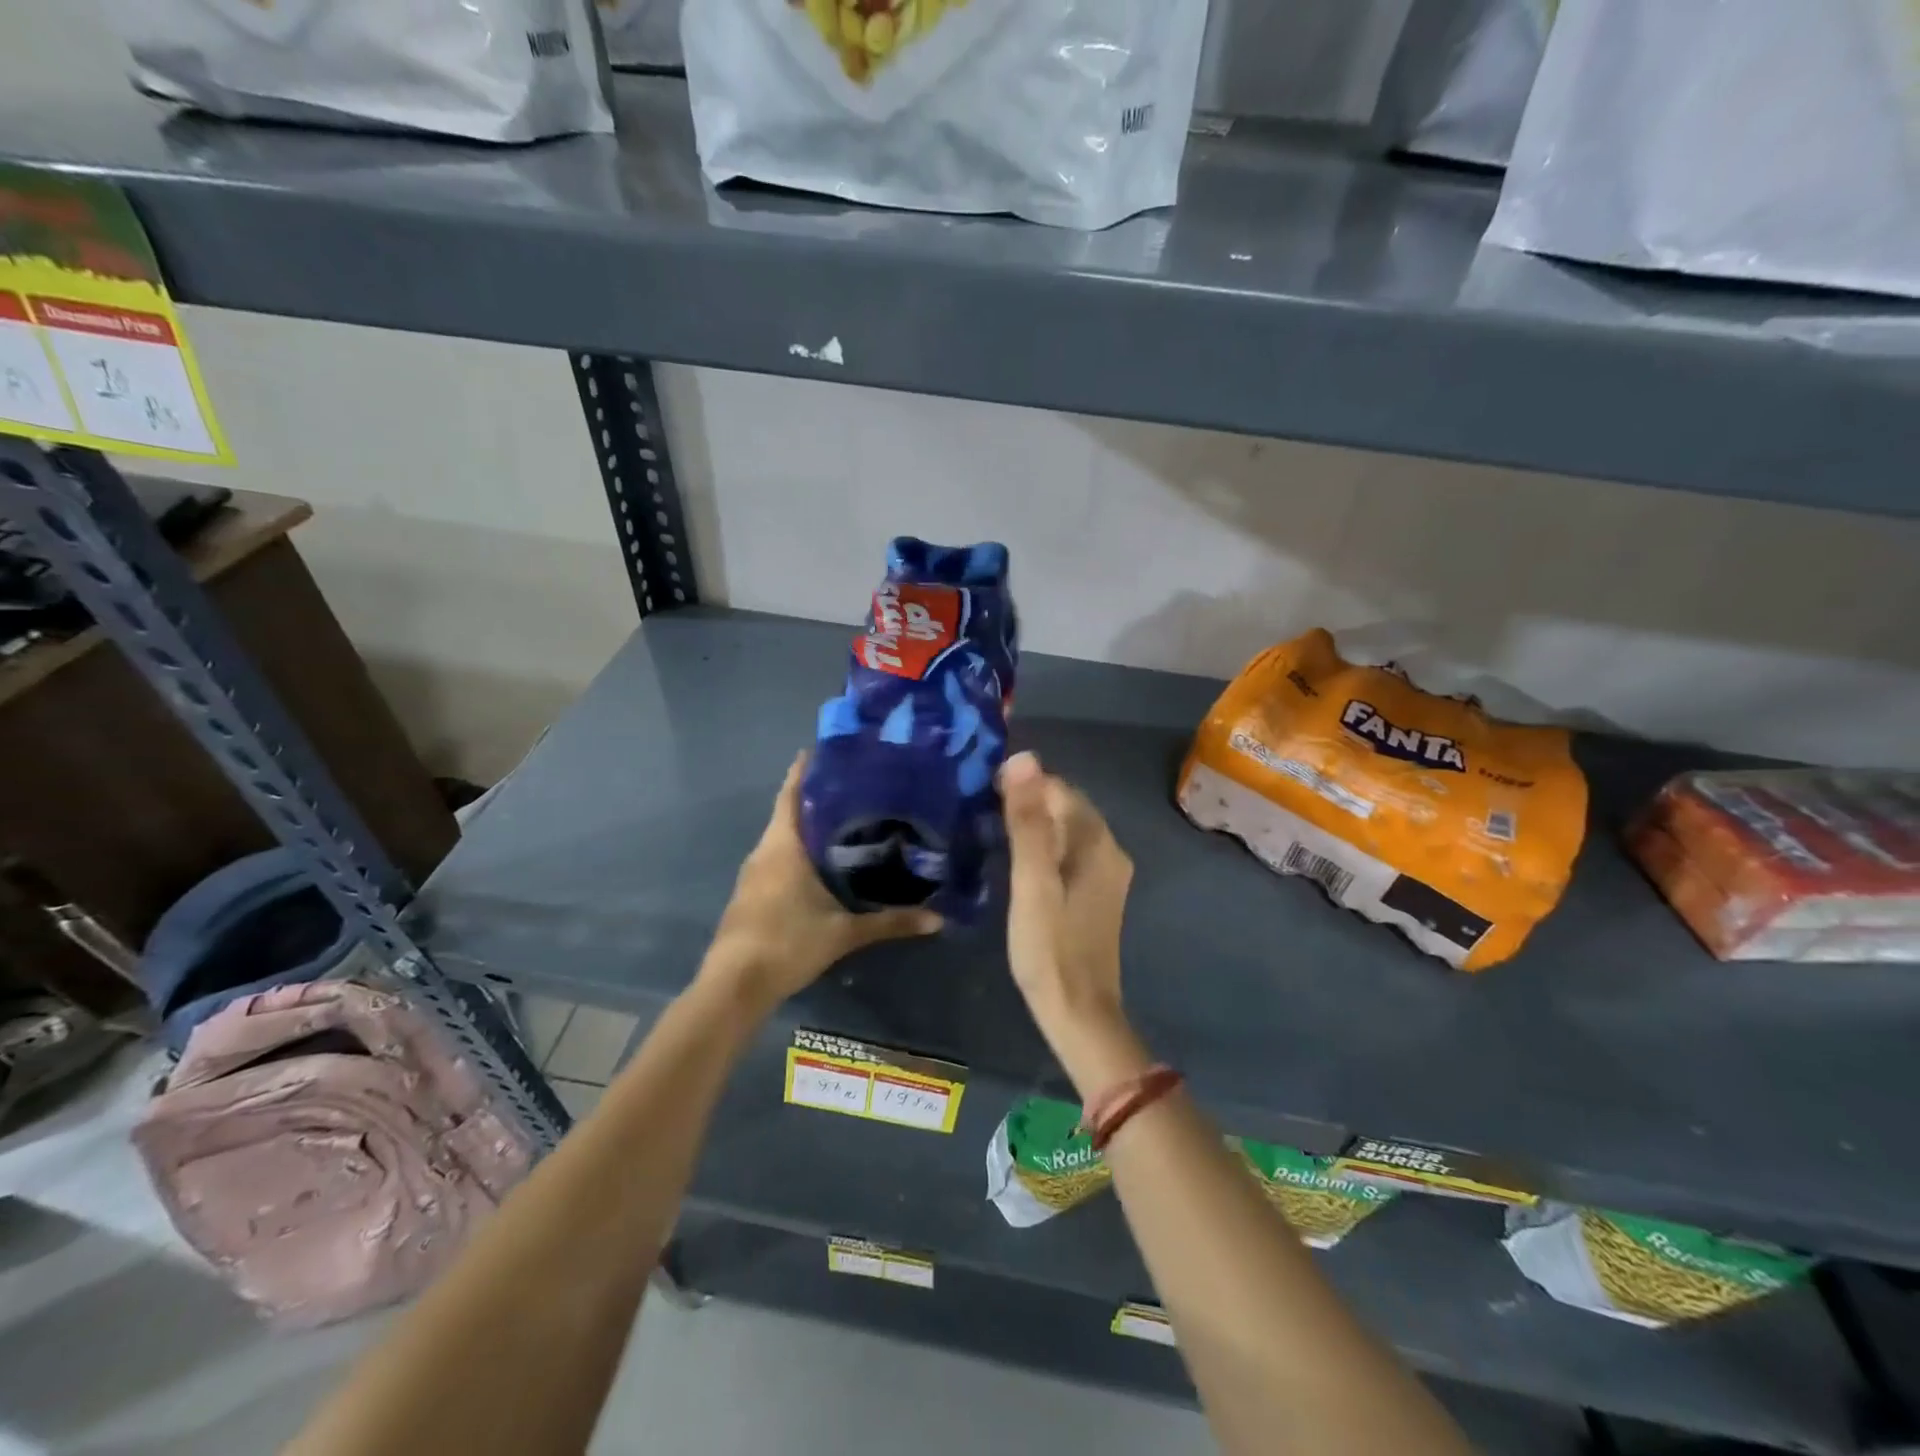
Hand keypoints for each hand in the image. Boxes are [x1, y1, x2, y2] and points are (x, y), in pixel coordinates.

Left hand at [701, 754, 941, 1012]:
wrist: (734, 985)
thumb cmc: (787, 943)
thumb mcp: (844, 933)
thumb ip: (890, 922)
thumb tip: (937, 919)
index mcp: (783, 846)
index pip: (792, 794)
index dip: (805, 770)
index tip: (827, 750)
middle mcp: (765, 851)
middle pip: (789, 813)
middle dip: (817, 798)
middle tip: (855, 787)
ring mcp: (753, 874)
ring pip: (783, 838)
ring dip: (808, 827)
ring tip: (846, 820)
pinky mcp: (751, 895)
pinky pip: (777, 860)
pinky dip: (798, 852)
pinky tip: (822, 864)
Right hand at [1000, 751, 1134, 1047]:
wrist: (1078, 1012)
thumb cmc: (1049, 947)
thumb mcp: (1031, 881)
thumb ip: (1028, 821)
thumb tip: (1024, 757)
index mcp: (1096, 841)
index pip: (1057, 788)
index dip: (1021, 785)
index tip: (982, 795)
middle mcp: (1110, 849)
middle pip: (1065, 806)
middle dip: (1028, 801)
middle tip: (982, 813)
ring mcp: (1107, 873)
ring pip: (1067, 829)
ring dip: (1034, 824)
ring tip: (993, 833)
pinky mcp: (1098, 893)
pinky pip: (1070, 852)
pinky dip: (1045, 847)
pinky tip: (1019, 863)